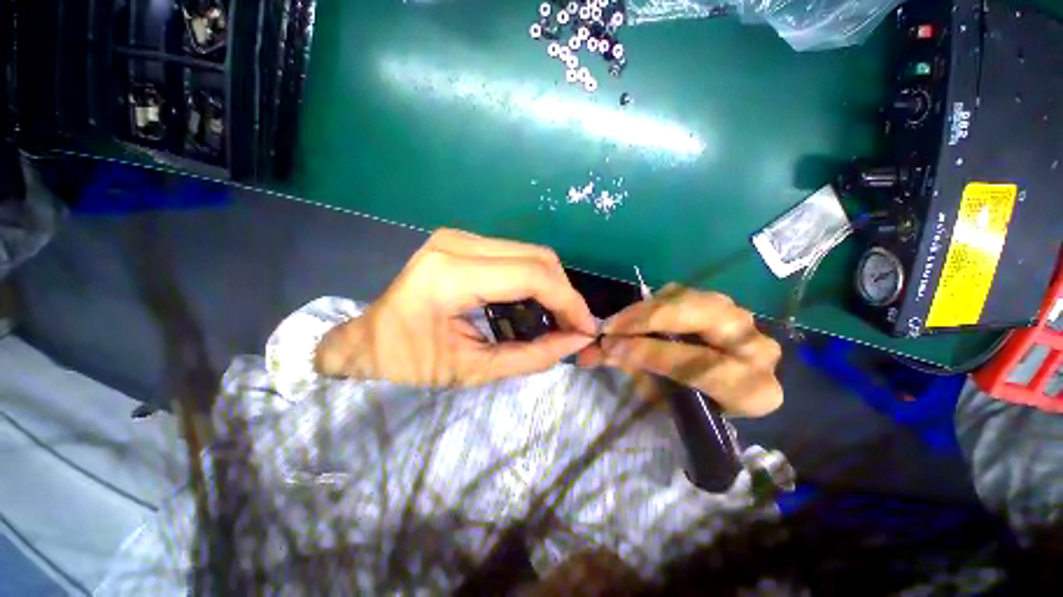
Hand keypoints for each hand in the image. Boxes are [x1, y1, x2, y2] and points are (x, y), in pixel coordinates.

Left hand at [315, 229, 596, 386]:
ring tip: (557, 317)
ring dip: (552, 285)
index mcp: (451, 276)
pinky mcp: (463, 241)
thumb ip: (531, 356)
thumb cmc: (412, 361)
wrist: (370, 339)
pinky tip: (535, 302)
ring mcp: (459, 237)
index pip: (531, 276)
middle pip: (538, 257)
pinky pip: (516, 254)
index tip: (585, 327)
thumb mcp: (473, 369)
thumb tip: (575, 340)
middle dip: (564, 293)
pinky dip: (534, 279)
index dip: (568, 301)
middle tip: (572, 325)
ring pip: (531, 252)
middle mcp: (457, 244)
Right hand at [578, 285, 782, 416]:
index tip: (609, 345)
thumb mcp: (666, 399)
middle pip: (702, 316)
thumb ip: (634, 371)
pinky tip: (640, 314)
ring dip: (649, 307)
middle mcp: (757, 349)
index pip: (698, 364)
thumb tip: (591, 353)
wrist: (729, 390)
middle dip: (650, 317)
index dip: (650, 352)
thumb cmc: (694, 405)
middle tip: (612, 324)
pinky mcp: (728, 306)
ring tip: (620, 321)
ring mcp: (746, 321)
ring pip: (692, 299)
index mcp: (751, 390)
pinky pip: (687, 293)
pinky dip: (658, 301)